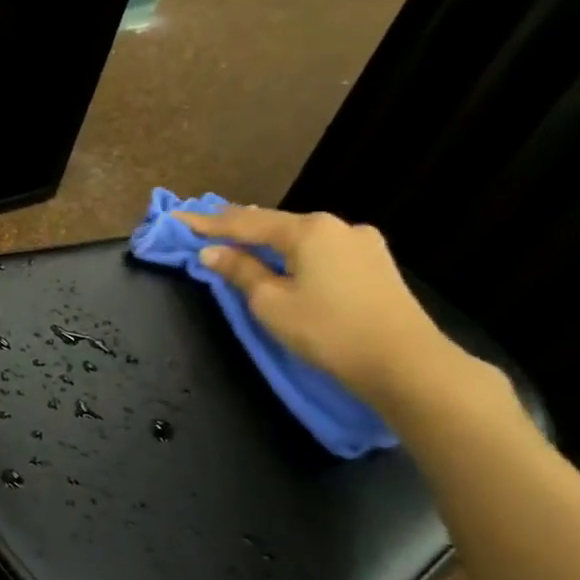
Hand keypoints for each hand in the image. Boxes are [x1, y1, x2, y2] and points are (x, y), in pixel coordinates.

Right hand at [173, 204, 474, 407]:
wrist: (405, 363)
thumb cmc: (327, 330)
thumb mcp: (270, 302)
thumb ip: (240, 271)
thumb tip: (211, 252)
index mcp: (307, 230)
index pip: (243, 221)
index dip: (205, 222)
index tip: (174, 217)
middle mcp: (337, 226)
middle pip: (274, 223)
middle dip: (238, 225)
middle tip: (203, 225)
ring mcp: (362, 243)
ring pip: (299, 236)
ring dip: (267, 239)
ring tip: (239, 240)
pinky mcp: (375, 264)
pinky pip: (320, 249)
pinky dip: (292, 251)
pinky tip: (283, 258)